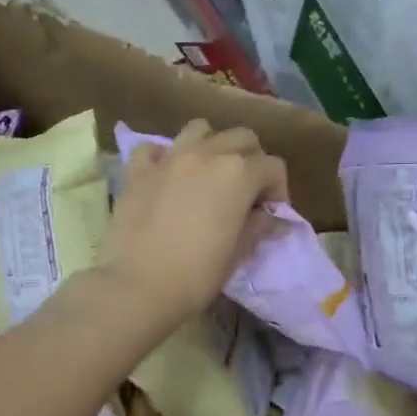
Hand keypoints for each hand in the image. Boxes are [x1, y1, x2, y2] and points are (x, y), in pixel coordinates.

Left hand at [98, 119, 287, 328]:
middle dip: (251, 160)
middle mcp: (206, 154)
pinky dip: (165, 157)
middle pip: (241, 138)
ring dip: (212, 146)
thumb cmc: (197, 274)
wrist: (139, 286)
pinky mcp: (137, 171)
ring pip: (200, 129)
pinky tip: (168, 178)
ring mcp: (169, 159)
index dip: (278, 189)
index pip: (273, 166)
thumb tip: (273, 217)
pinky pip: (155, 149)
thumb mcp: (237, 253)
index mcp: (238, 174)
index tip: (271, 213)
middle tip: (246, 192)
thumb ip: (258, 226)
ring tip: (209, 175)